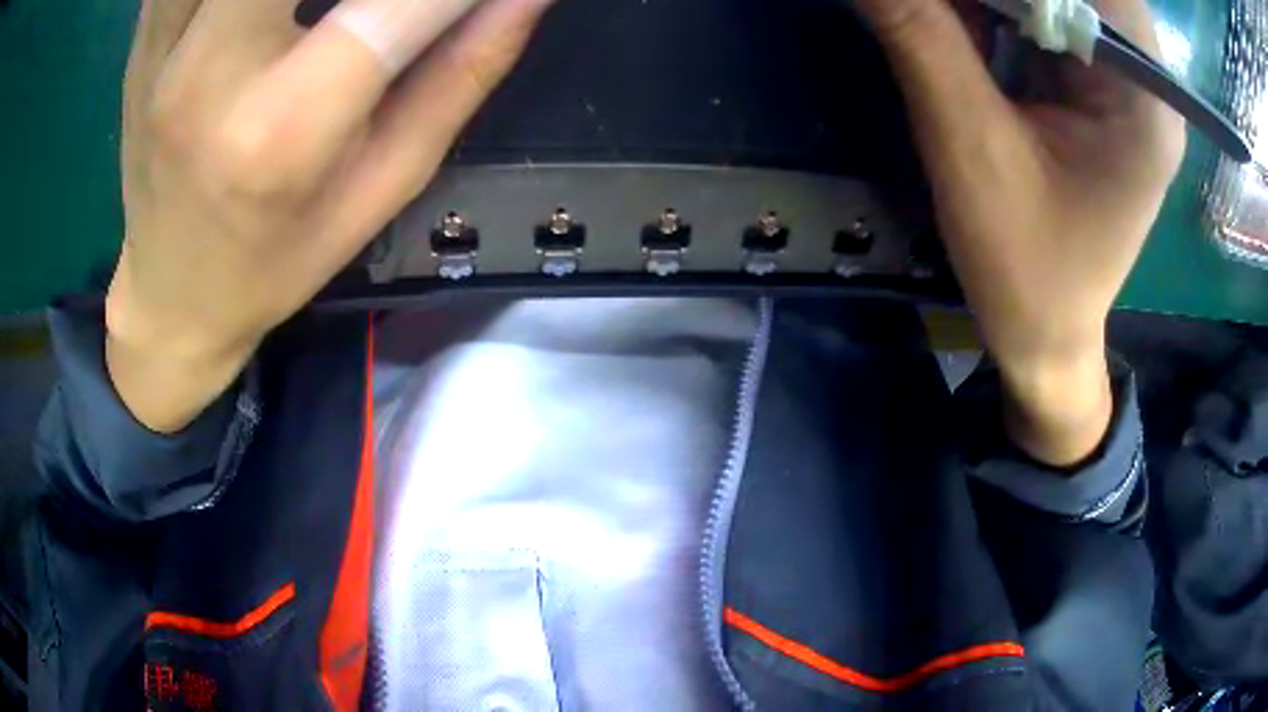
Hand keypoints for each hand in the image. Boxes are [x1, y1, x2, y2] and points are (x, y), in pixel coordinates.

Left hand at [108, 0, 550, 430]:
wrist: (169, 300)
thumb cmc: (278, 258)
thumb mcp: (385, 185)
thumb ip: (461, 75)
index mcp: (283, 128)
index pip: (401, 3)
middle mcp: (210, 71)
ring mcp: (163, 47)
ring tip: (315, 6)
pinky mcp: (145, 36)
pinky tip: (254, 3)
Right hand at [854, 0, 1184, 464]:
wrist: (1045, 337)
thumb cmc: (1025, 270)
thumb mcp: (970, 150)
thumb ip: (921, 36)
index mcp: (1144, 99)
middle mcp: (1144, 79)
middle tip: (940, 8)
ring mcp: (1122, 82)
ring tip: (942, 16)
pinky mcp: (1096, 88)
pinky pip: (1045, 16)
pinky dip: (997, 7)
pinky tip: (959, 20)